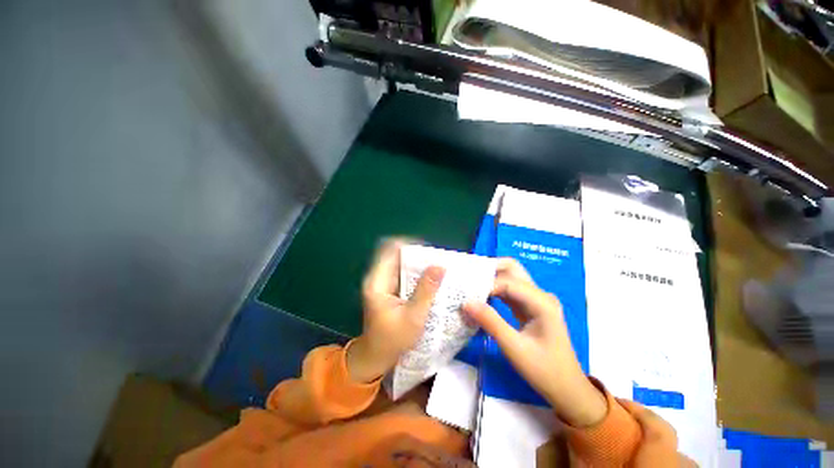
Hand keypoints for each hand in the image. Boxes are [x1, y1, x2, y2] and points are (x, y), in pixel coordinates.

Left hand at [346, 239, 444, 382]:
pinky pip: (402, 273)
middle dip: (417, 256)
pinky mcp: (388, 288)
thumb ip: (426, 290)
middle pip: (396, 254)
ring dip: (417, 264)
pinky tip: (428, 279)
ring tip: (436, 268)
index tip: (430, 252)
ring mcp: (382, 282)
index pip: (391, 250)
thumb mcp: (413, 317)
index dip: (410, 246)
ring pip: (400, 263)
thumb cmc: (393, 339)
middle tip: (437, 260)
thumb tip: (440, 265)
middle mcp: (377, 277)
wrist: (376, 356)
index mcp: (377, 282)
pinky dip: (415, 273)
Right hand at [463, 259, 606, 427]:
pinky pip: (509, 290)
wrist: (566, 389)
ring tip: (470, 284)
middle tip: (468, 277)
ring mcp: (535, 300)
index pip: (508, 282)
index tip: (466, 295)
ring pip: (510, 277)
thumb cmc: (544, 371)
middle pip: (512, 269)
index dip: (485, 286)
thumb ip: (490, 322)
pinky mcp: (529, 307)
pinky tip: (481, 295)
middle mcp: (540, 295)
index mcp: (541, 302)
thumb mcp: (514, 348)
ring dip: (490, 278)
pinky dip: (494, 290)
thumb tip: (466, 302)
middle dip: (489, 269)